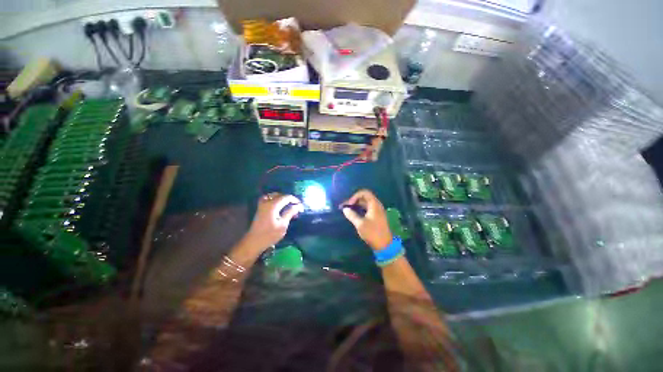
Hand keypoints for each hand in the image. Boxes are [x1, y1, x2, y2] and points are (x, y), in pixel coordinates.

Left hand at [240, 193, 302, 255]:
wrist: (254, 242)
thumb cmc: (269, 235)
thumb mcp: (283, 224)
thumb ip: (290, 213)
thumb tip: (298, 206)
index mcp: (273, 205)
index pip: (286, 197)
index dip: (295, 200)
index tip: (301, 206)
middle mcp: (267, 202)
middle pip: (280, 195)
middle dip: (289, 199)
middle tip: (296, 207)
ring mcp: (262, 205)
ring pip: (274, 196)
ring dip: (282, 198)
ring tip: (288, 205)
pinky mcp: (260, 208)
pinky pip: (269, 199)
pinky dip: (275, 200)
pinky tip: (279, 206)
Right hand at [341, 189, 392, 250]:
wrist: (385, 245)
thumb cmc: (372, 233)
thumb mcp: (360, 224)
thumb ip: (351, 215)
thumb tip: (345, 209)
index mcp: (374, 204)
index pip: (364, 193)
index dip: (355, 196)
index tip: (349, 204)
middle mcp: (376, 205)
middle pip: (364, 197)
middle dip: (354, 200)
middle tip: (345, 207)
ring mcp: (377, 211)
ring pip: (365, 203)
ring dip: (356, 205)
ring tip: (348, 210)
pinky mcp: (376, 216)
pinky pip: (367, 209)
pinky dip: (360, 209)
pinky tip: (354, 214)